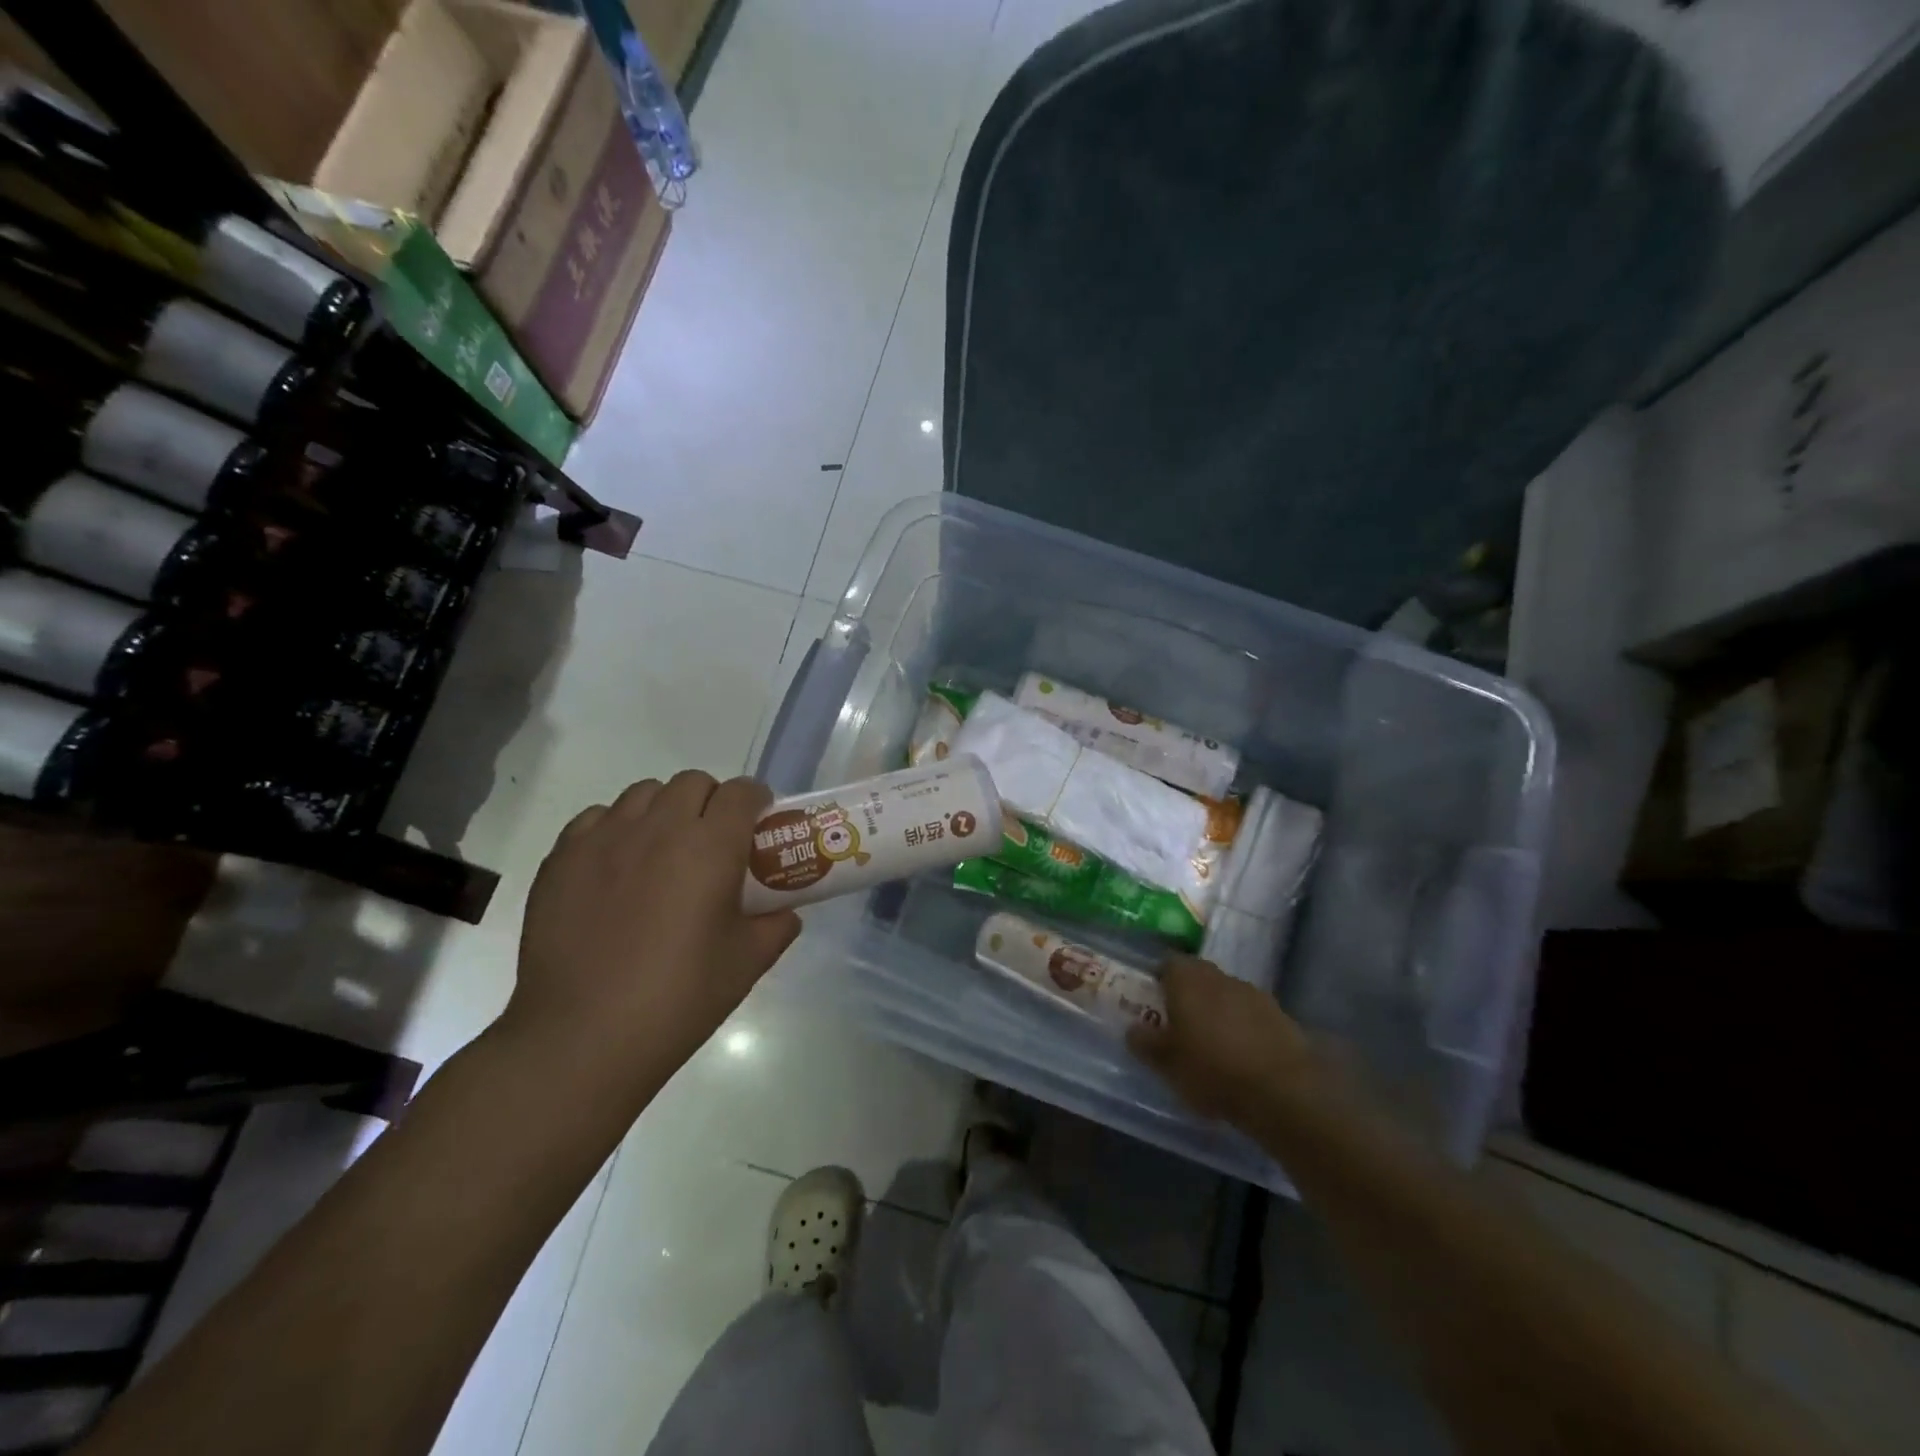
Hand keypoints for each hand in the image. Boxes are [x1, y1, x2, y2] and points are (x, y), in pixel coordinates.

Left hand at [507, 772, 801, 1086]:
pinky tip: (616, 869)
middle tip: (712, 843)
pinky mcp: (562, 858)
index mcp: (710, 846)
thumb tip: (784, 913)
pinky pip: (596, 819)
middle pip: (692, 783)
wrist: (583, 1037)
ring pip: (643, 793)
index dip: (756, 801)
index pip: (741, 792)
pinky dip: (615, 829)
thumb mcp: (746, 964)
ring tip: (662, 852)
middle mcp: (659, 827)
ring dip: (664, 810)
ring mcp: (604, 838)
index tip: (758, 825)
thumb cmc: (678, 999)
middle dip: (711, 802)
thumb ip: (776, 927)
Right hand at [1129, 955, 1318, 1127]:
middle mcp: (1219, 977)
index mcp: (1187, 980)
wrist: (1283, 1091)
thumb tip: (1133, 1029)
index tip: (1155, 1001)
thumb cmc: (1212, 1070)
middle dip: (1189, 993)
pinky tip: (1243, 1054)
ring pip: (1226, 993)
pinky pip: (1251, 1013)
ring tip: (1213, 1042)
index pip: (1168, 963)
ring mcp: (1253, 993)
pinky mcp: (1280, 1015)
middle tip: (1180, 1022)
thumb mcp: (1166, 1064)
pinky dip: (1244, 1026)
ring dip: (1218, 1009)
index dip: (1160, 979)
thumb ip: (1145, 1043)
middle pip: (1199, 975)